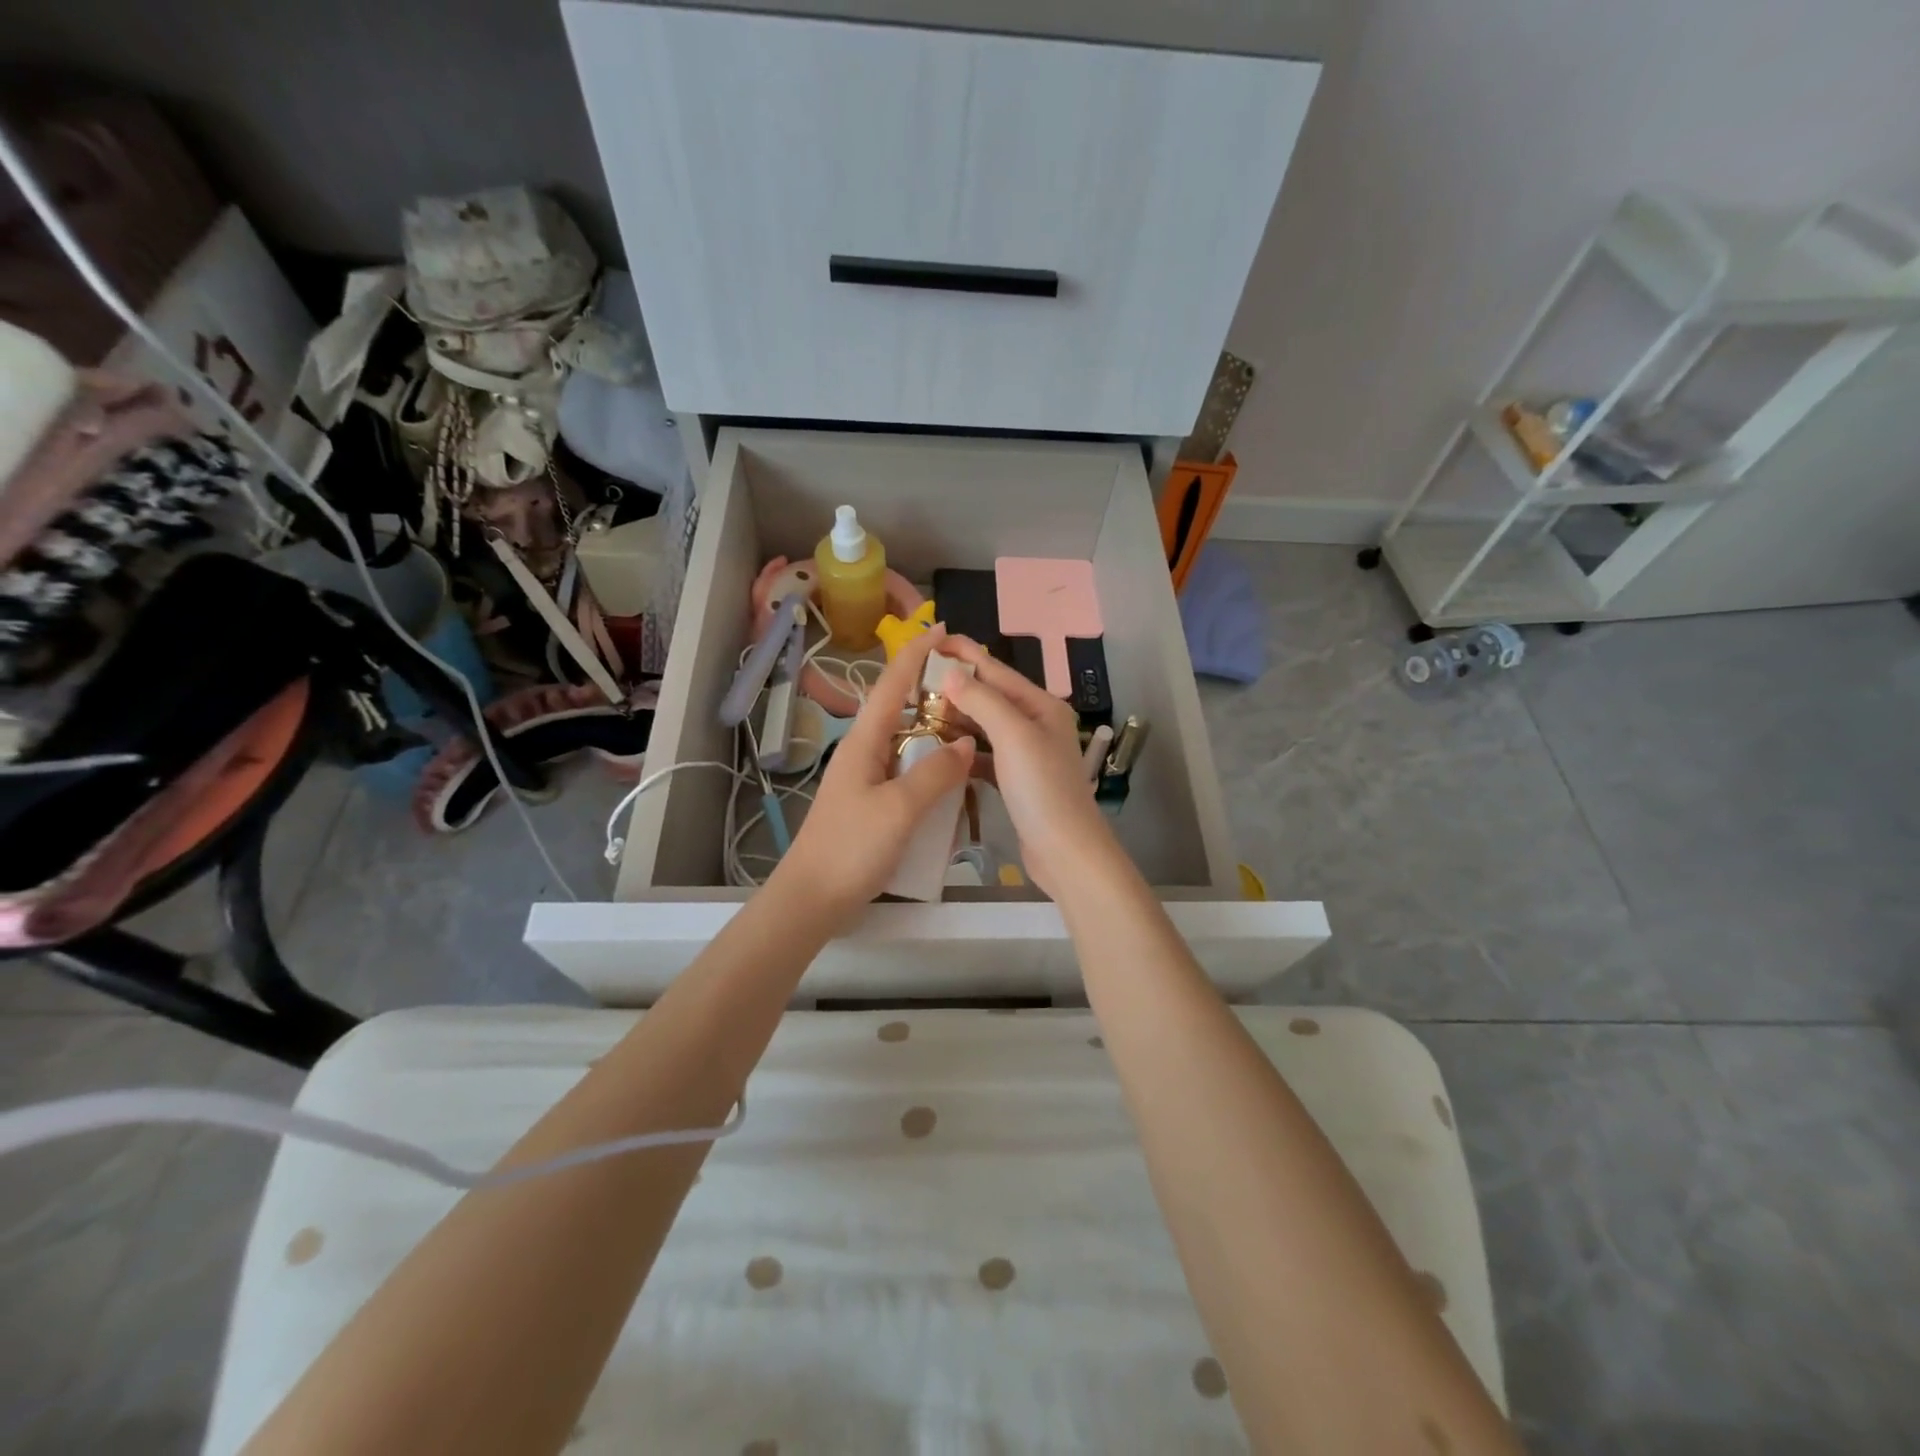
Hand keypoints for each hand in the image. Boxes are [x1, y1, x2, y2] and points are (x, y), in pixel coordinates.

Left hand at [771, 626, 975, 927]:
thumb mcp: (898, 810)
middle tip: (975, 687)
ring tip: (975, 728)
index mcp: (864, 742)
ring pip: (908, 743)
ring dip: (936, 732)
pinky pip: (909, 774)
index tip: (944, 629)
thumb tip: (967, 743)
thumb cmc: (851, 849)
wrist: (813, 900)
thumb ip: (934, 774)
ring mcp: (869, 780)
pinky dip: (933, 769)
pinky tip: (956, 781)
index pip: (892, 684)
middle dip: (934, 691)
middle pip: (901, 709)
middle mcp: (865, 752)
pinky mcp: (875, 805)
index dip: (917, 653)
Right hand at [938, 636, 1122, 900]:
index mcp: (1041, 706)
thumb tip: (950, 672)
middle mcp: (1036, 724)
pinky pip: (985, 755)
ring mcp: (1027, 754)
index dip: (964, 653)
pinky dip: (964, 749)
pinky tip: (940, 749)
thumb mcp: (1014, 736)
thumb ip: (982, 700)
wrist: (1065, 852)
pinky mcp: (1016, 781)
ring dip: (957, 717)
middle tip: (914, 680)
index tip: (931, 639)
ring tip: (919, 710)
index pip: (996, 670)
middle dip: (956, 686)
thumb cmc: (1042, 789)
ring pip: (985, 726)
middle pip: (990, 696)